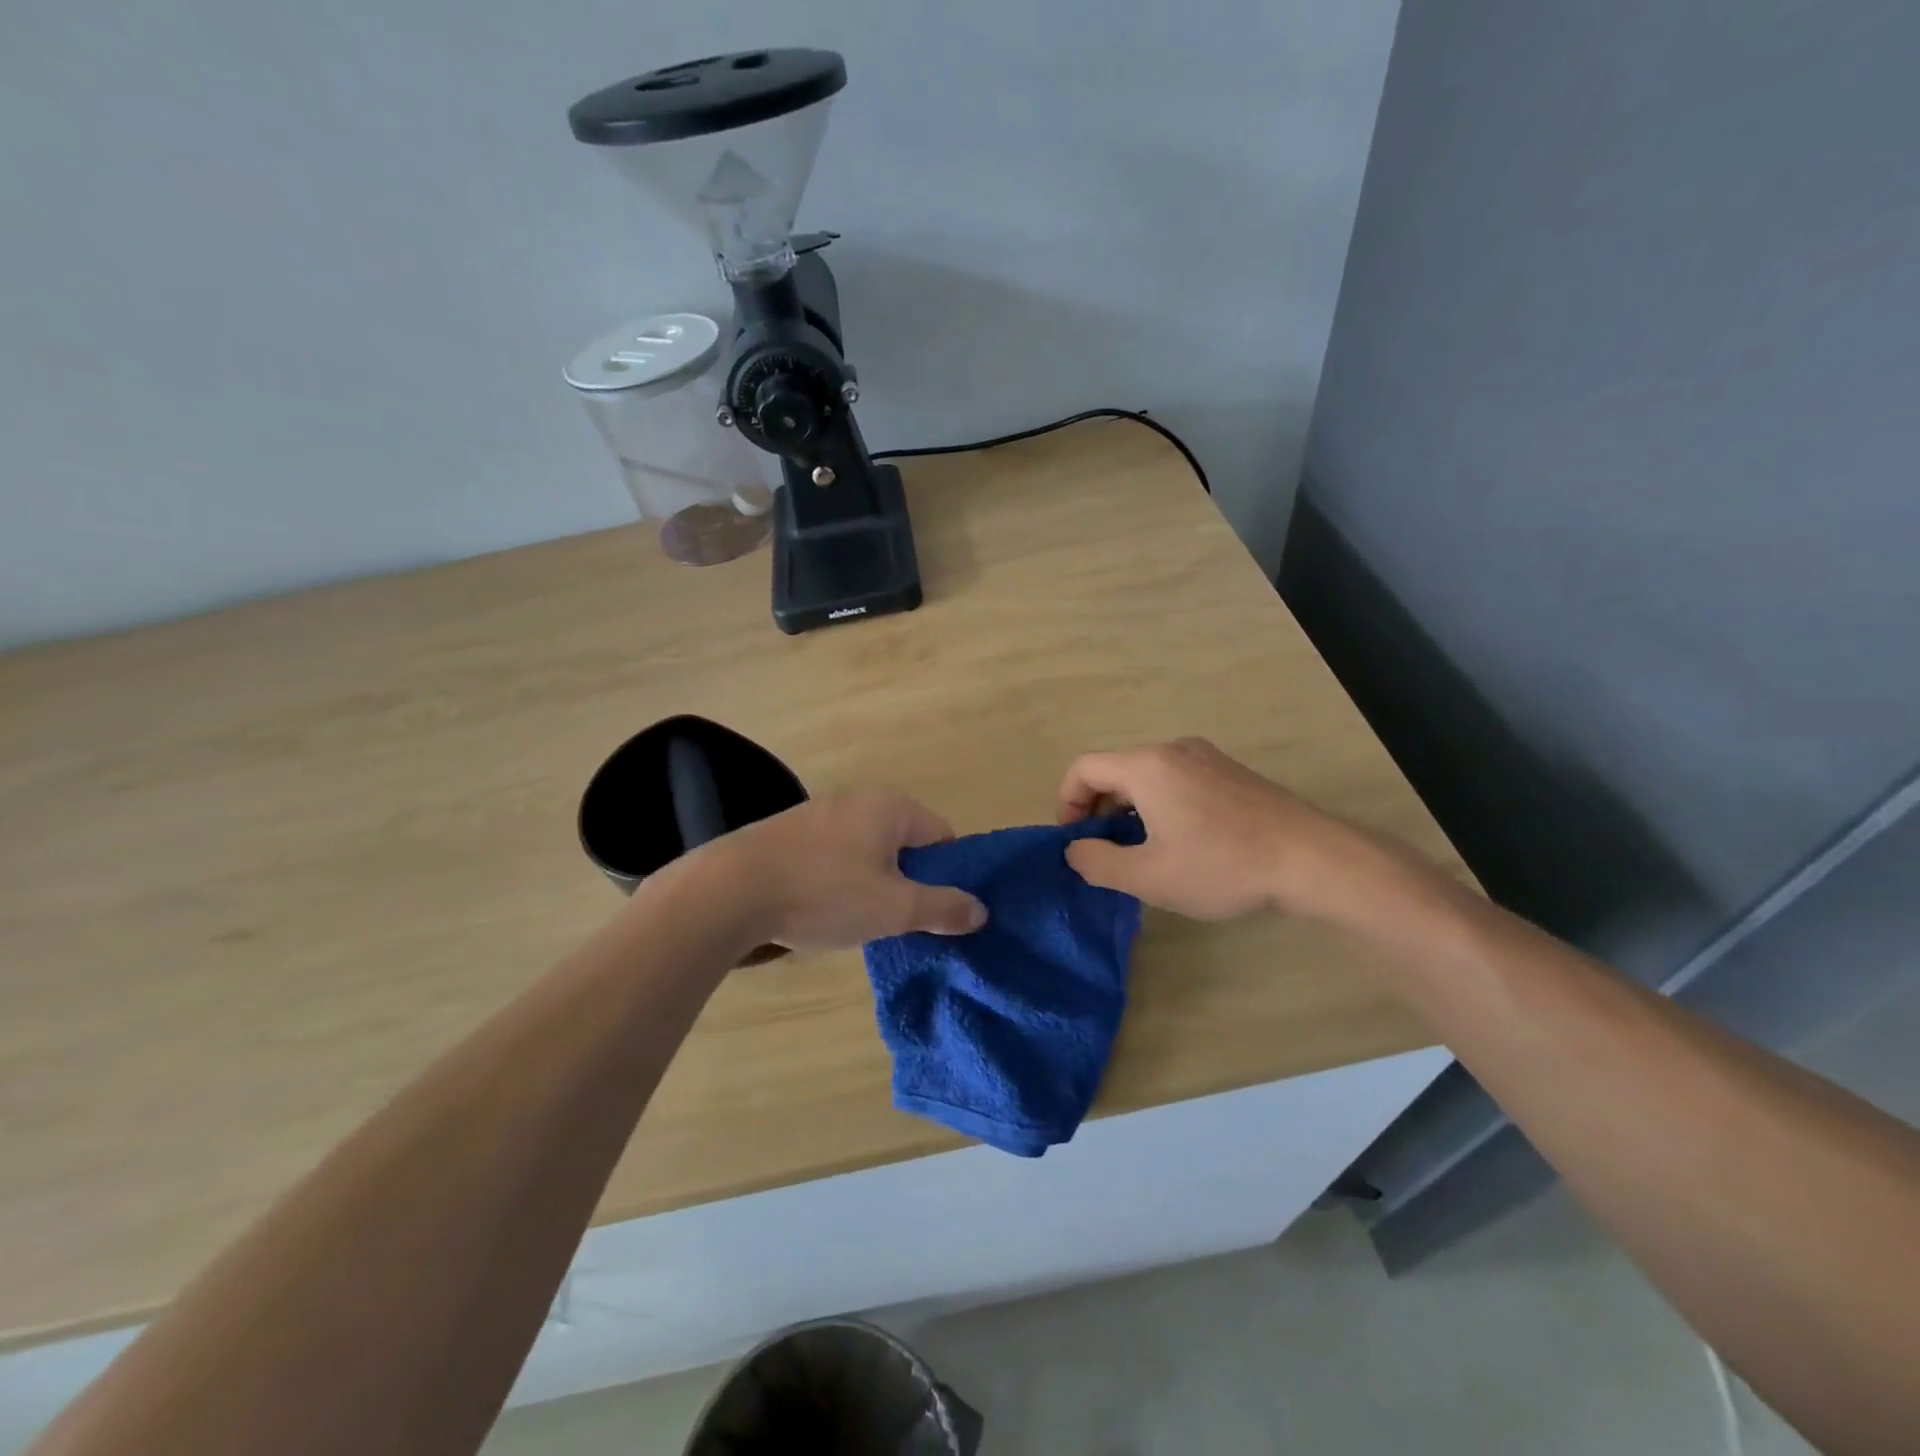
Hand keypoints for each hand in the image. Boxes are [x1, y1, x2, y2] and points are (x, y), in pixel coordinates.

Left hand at [693, 789, 986, 952]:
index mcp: (892, 806)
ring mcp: (821, 811)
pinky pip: (836, 855)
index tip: (933, 912)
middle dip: (908, 882)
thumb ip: (943, 908)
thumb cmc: (824, 893)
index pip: (943, 838)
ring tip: (859, 920)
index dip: (947, 877)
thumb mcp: (894, 908)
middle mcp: (860, 798)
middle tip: (898, 920)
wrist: (730, 891)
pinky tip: (823, 908)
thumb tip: (981, 910)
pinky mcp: (791, 831)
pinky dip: (840, 880)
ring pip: (869, 851)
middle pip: (906, 844)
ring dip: (873, 883)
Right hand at [1058, 738, 1400, 923]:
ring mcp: (1206, 757)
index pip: (1083, 768)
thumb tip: (1075, 849)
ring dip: (1130, 808)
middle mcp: (1173, 750)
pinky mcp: (1230, 772)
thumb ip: (1098, 862)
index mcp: (1146, 766)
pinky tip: (1182, 842)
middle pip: (1115, 769)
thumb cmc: (1222, 866)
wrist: (1312, 859)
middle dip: (1098, 808)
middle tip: (1106, 852)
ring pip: (1147, 775)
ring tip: (1143, 851)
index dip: (1067, 803)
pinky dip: (1160, 803)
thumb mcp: (1149, 876)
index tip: (1075, 842)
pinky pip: (1176, 779)